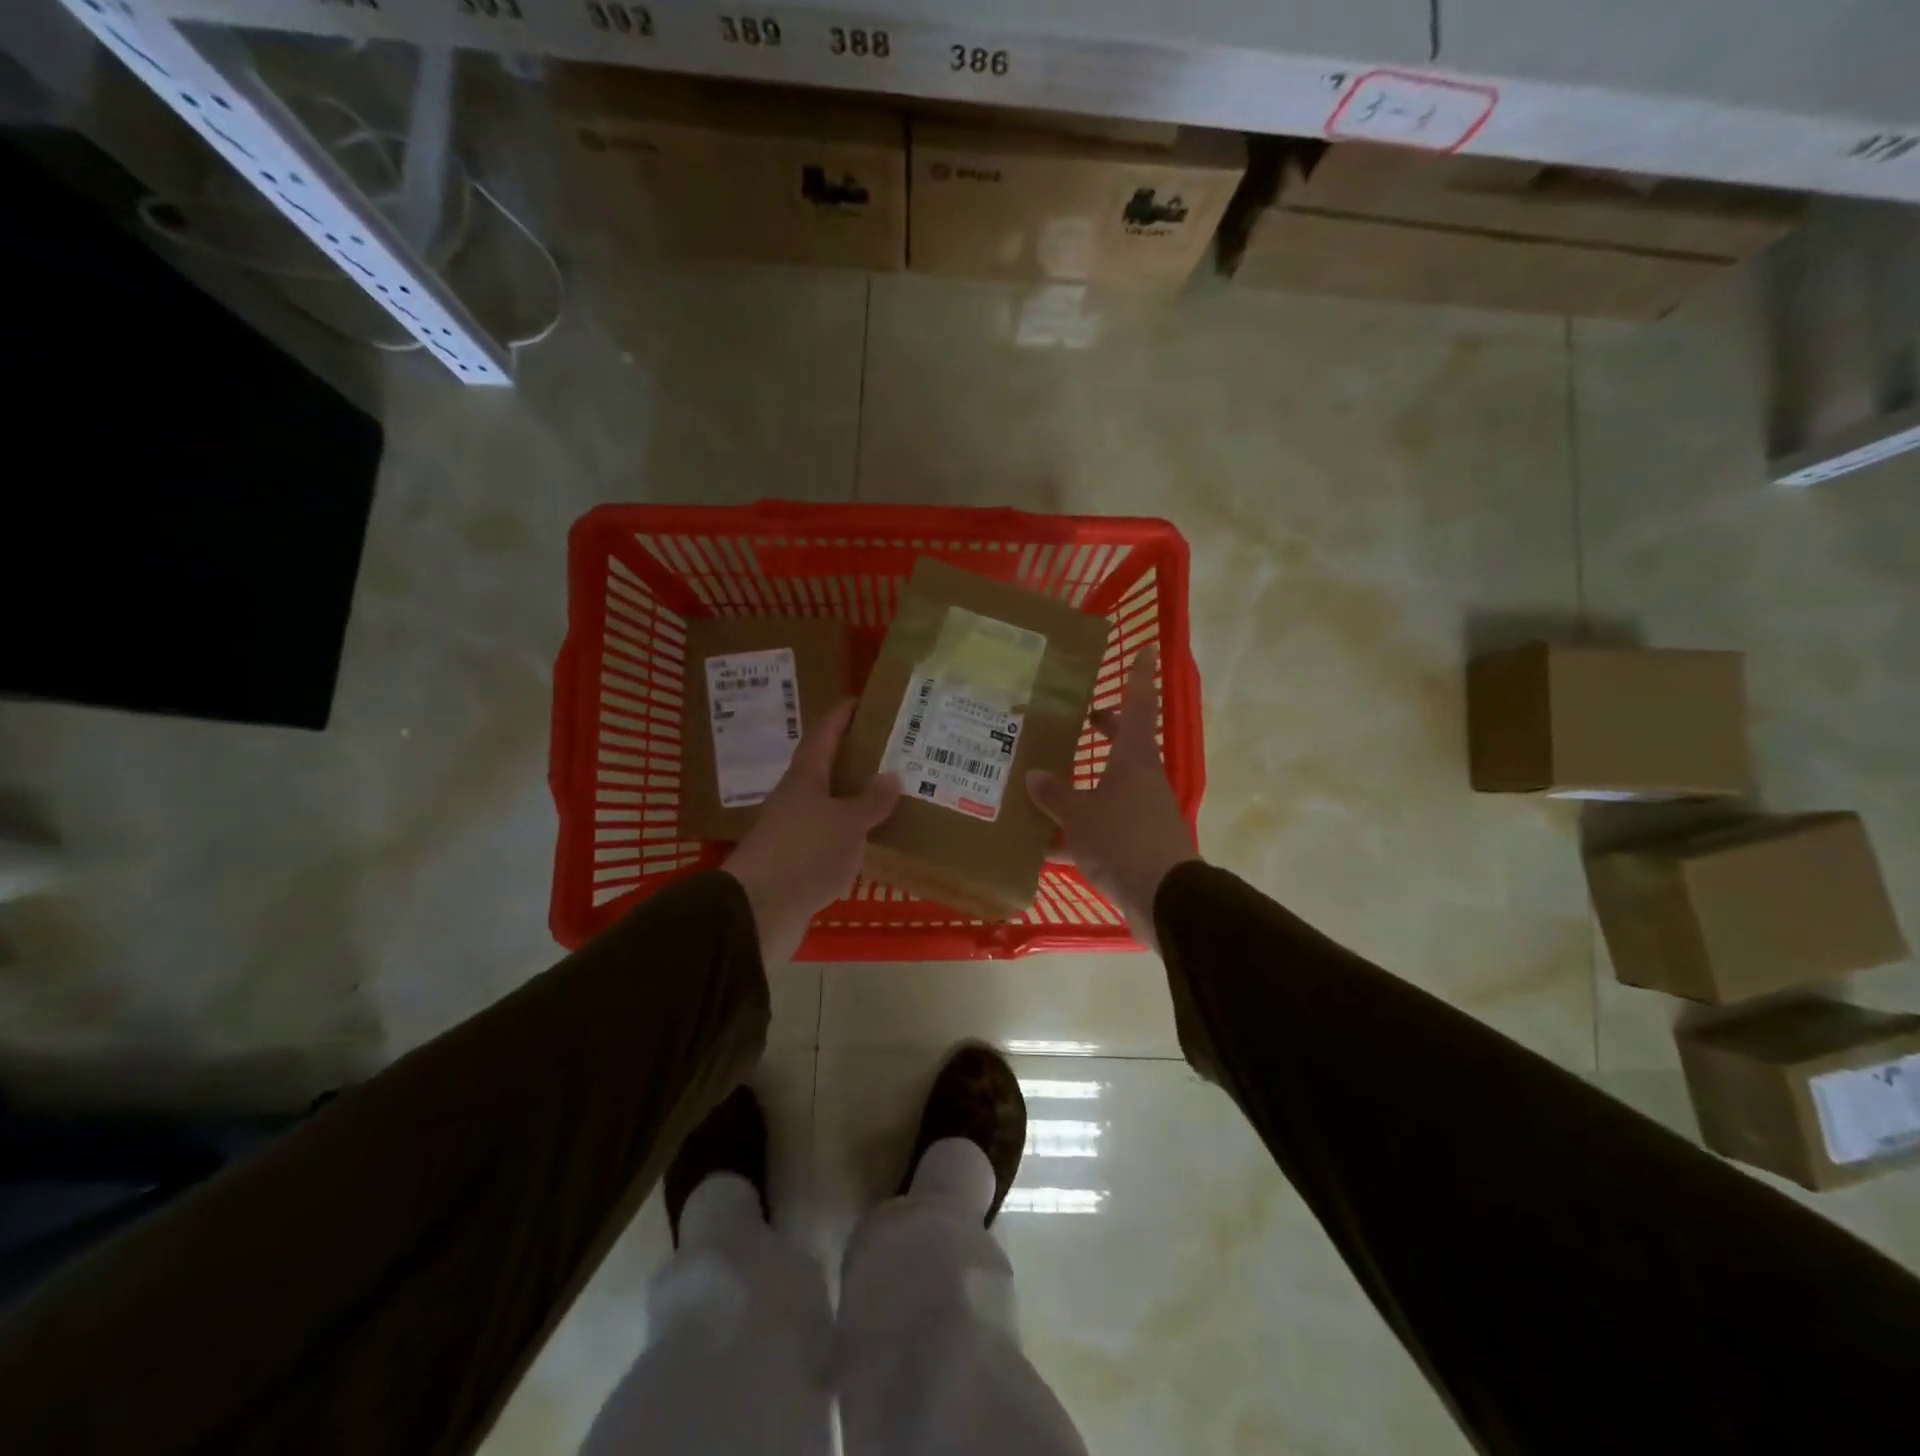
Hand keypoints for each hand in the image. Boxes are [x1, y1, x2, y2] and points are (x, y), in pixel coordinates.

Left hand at [725, 699, 900, 965]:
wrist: (760, 910)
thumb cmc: (806, 852)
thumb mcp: (848, 823)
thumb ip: (871, 800)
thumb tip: (892, 774)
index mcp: (805, 776)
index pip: (824, 733)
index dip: (842, 714)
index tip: (864, 700)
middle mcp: (795, 797)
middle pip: (825, 767)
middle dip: (855, 757)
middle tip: (892, 750)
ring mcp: (793, 830)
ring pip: (828, 803)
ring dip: (854, 797)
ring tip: (890, 793)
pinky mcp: (795, 861)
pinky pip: (829, 836)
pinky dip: (850, 832)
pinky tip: (872, 838)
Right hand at [1027, 645, 1197, 952]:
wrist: (1164, 898)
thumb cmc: (1123, 841)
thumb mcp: (1079, 815)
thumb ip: (1055, 795)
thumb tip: (1034, 777)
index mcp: (1134, 760)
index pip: (1139, 706)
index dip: (1138, 677)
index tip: (1142, 648)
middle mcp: (1142, 780)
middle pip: (1125, 744)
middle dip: (1105, 729)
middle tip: (1078, 717)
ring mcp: (1142, 812)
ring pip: (1110, 787)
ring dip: (1084, 783)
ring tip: (1045, 781)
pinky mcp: (1138, 843)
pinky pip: (1104, 825)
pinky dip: (1079, 830)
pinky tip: (1046, 844)